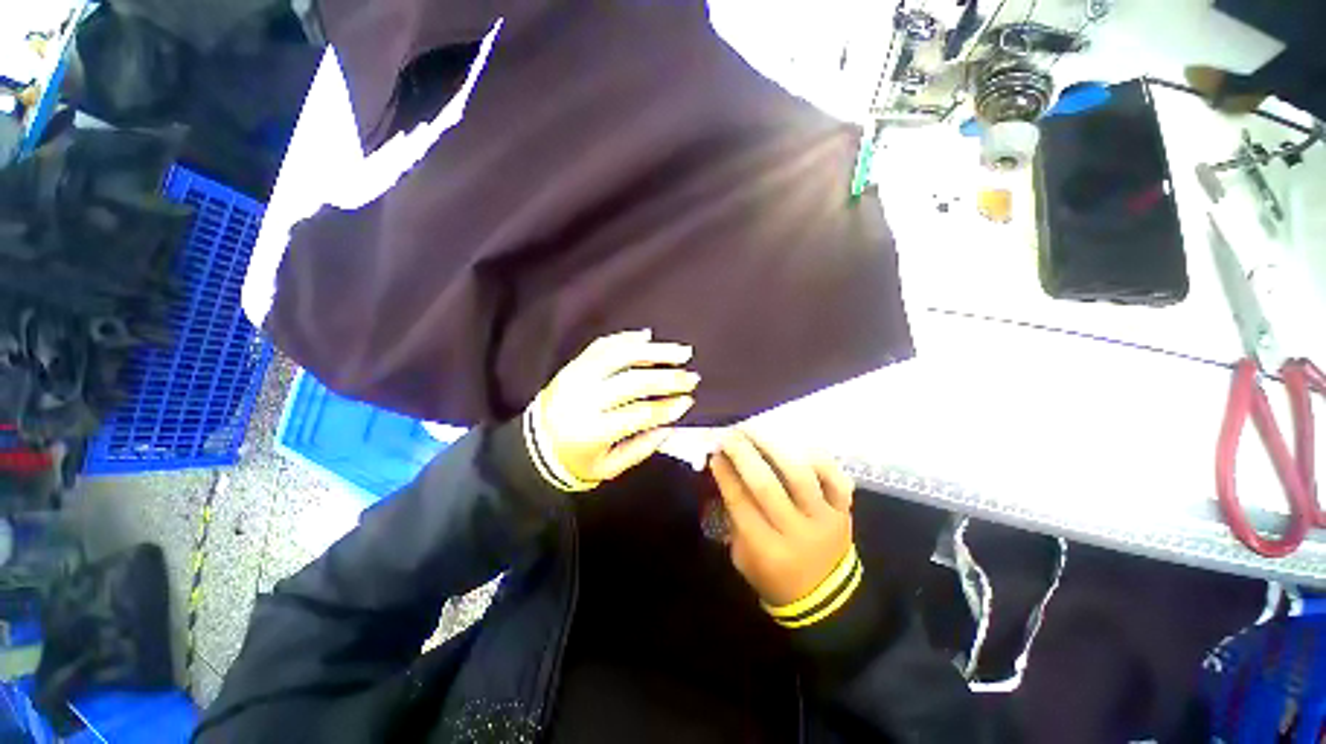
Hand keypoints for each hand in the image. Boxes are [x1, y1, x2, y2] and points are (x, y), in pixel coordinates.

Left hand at [533, 330, 698, 487]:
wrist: (536, 445)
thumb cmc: (577, 461)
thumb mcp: (610, 467)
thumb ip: (641, 448)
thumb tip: (672, 424)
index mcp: (592, 430)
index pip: (639, 414)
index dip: (667, 407)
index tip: (689, 401)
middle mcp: (584, 398)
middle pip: (632, 382)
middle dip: (668, 378)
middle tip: (691, 377)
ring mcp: (577, 376)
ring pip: (619, 356)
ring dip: (654, 351)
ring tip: (681, 351)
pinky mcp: (573, 365)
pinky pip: (602, 346)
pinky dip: (626, 339)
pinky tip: (647, 337)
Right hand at [710, 429, 855, 606]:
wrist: (827, 600)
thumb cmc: (775, 578)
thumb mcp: (743, 558)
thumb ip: (734, 520)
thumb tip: (725, 475)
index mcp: (767, 550)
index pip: (740, 503)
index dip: (725, 474)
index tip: (715, 453)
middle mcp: (797, 532)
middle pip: (766, 485)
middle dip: (744, 455)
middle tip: (730, 434)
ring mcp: (824, 519)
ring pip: (799, 475)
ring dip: (774, 447)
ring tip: (757, 430)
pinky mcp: (844, 511)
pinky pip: (834, 477)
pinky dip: (816, 457)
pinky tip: (796, 443)